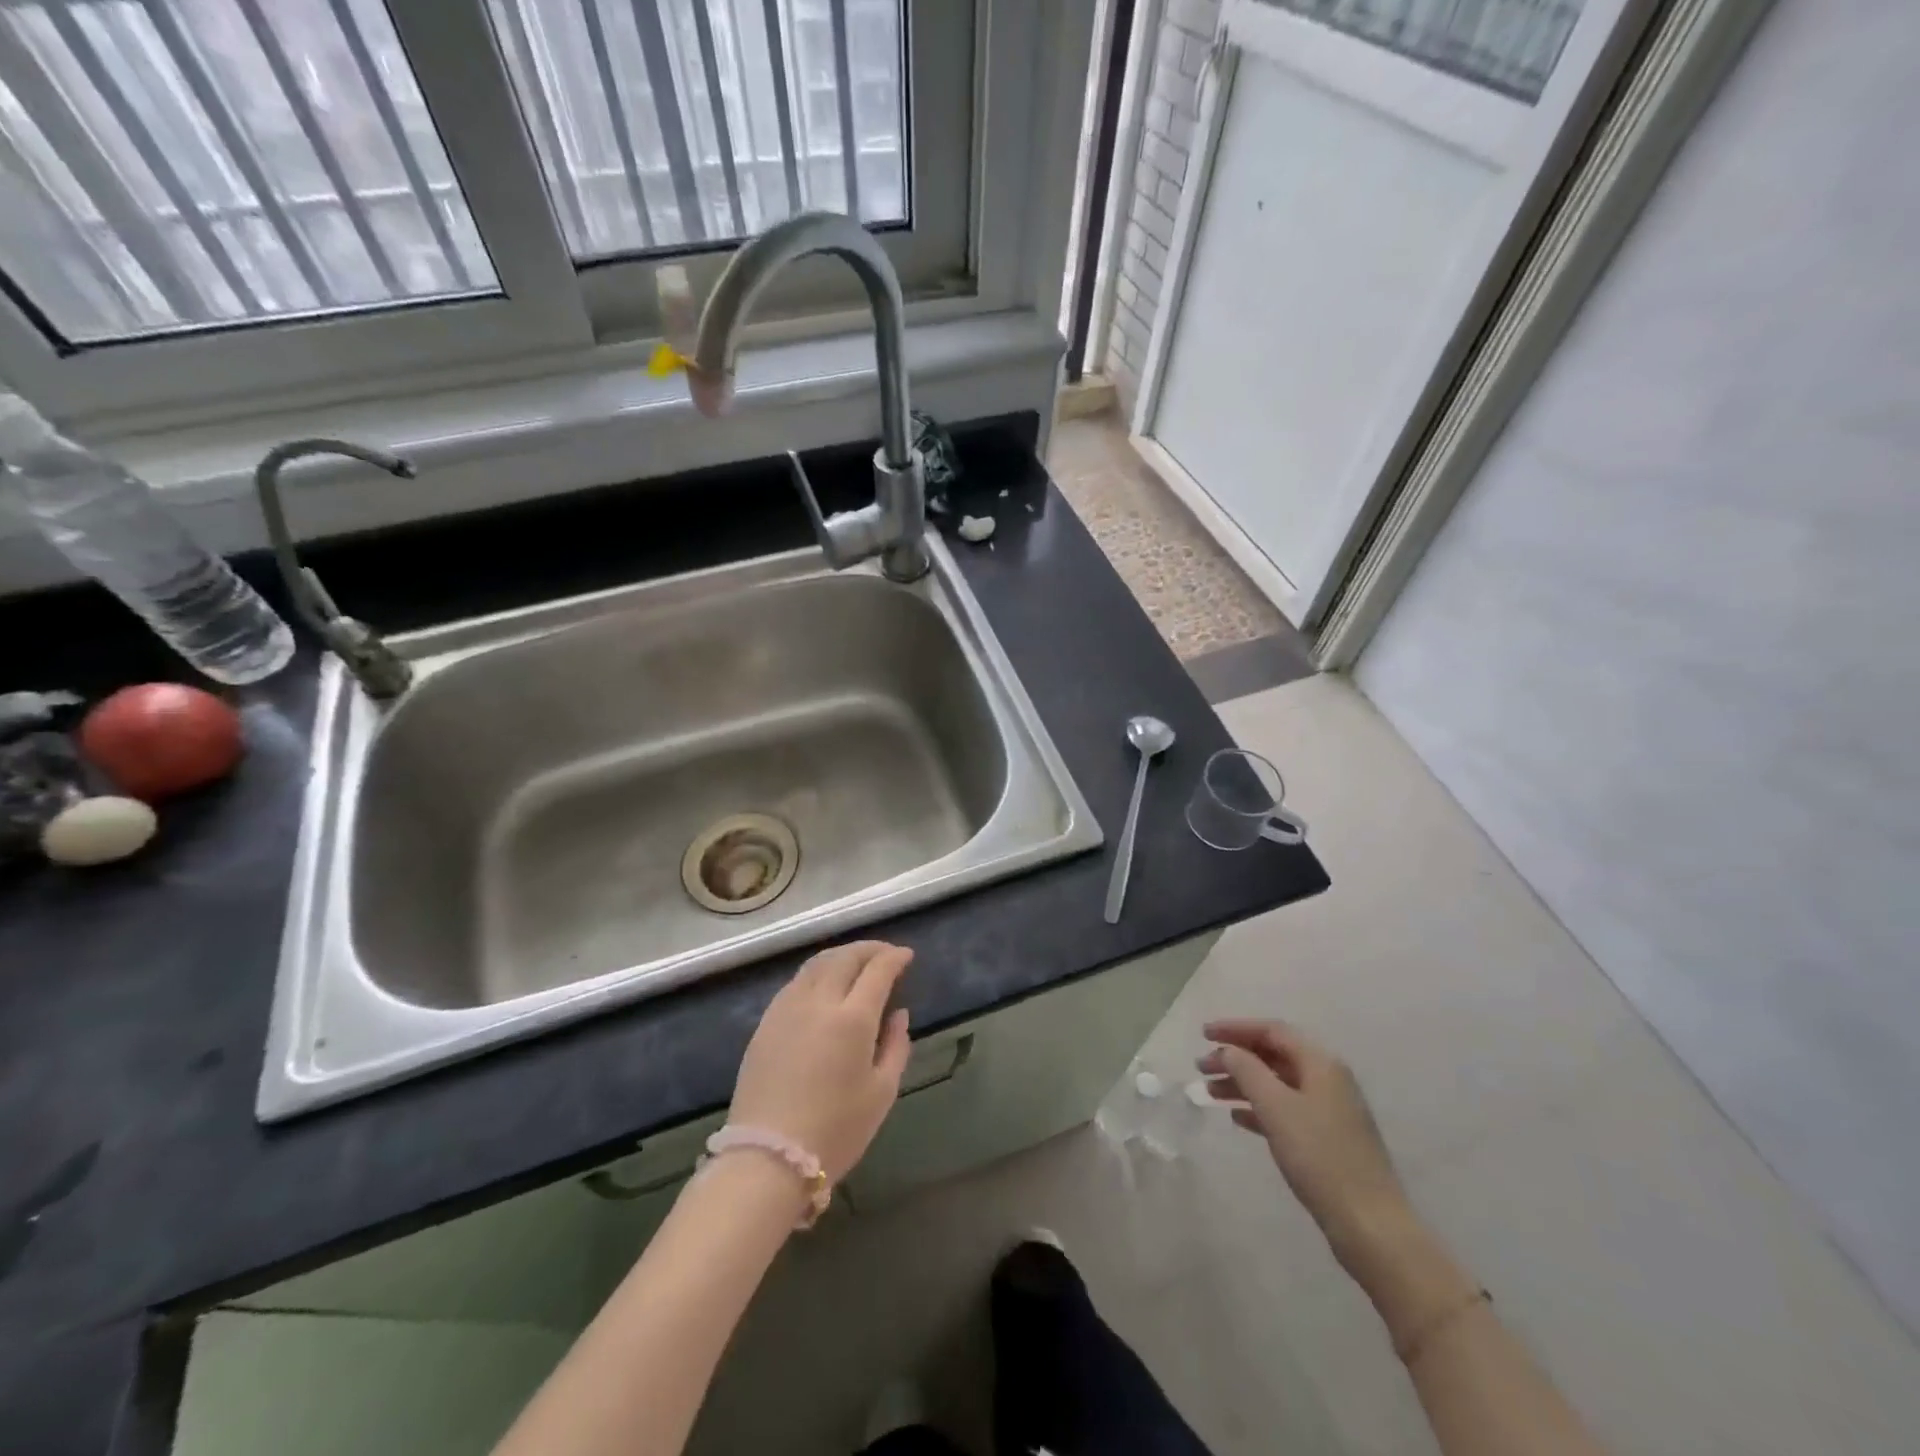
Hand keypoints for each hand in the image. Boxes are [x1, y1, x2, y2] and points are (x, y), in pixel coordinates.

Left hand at [731, 941, 913, 1182]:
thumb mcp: (882, 1093)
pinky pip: (796, 982)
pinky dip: (817, 972)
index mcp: (853, 1019)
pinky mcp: (765, 1022)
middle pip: (845, 958)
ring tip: (856, 962)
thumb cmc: (835, 1130)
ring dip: (841, 955)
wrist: (768, 1158)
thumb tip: (899, 1014)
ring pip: (817, 964)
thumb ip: (896, 1046)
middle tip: (885, 953)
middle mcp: (819, 1002)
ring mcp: (787, 1009)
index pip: (877, 970)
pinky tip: (824, 984)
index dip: (895, 958)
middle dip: (869, 949)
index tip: (907, 956)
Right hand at [1199, 1019, 1412, 1268]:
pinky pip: (1285, 1110)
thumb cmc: (1320, 1156)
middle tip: (1201, 1068)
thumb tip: (1228, 1050)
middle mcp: (1327, 1079)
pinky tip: (1237, 1119)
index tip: (1203, 1035)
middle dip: (1235, 1058)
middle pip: (1274, 1055)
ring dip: (1242, 1084)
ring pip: (1277, 1084)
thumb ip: (1247, 1070)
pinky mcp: (1327, 1139)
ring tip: (1210, 1094)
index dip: (1235, 1028)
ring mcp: (1329, 1111)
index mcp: (1321, 1063)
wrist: (1370, 1225)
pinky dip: (1258, 1108)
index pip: (1272, 1030)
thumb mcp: (1276, 1107)